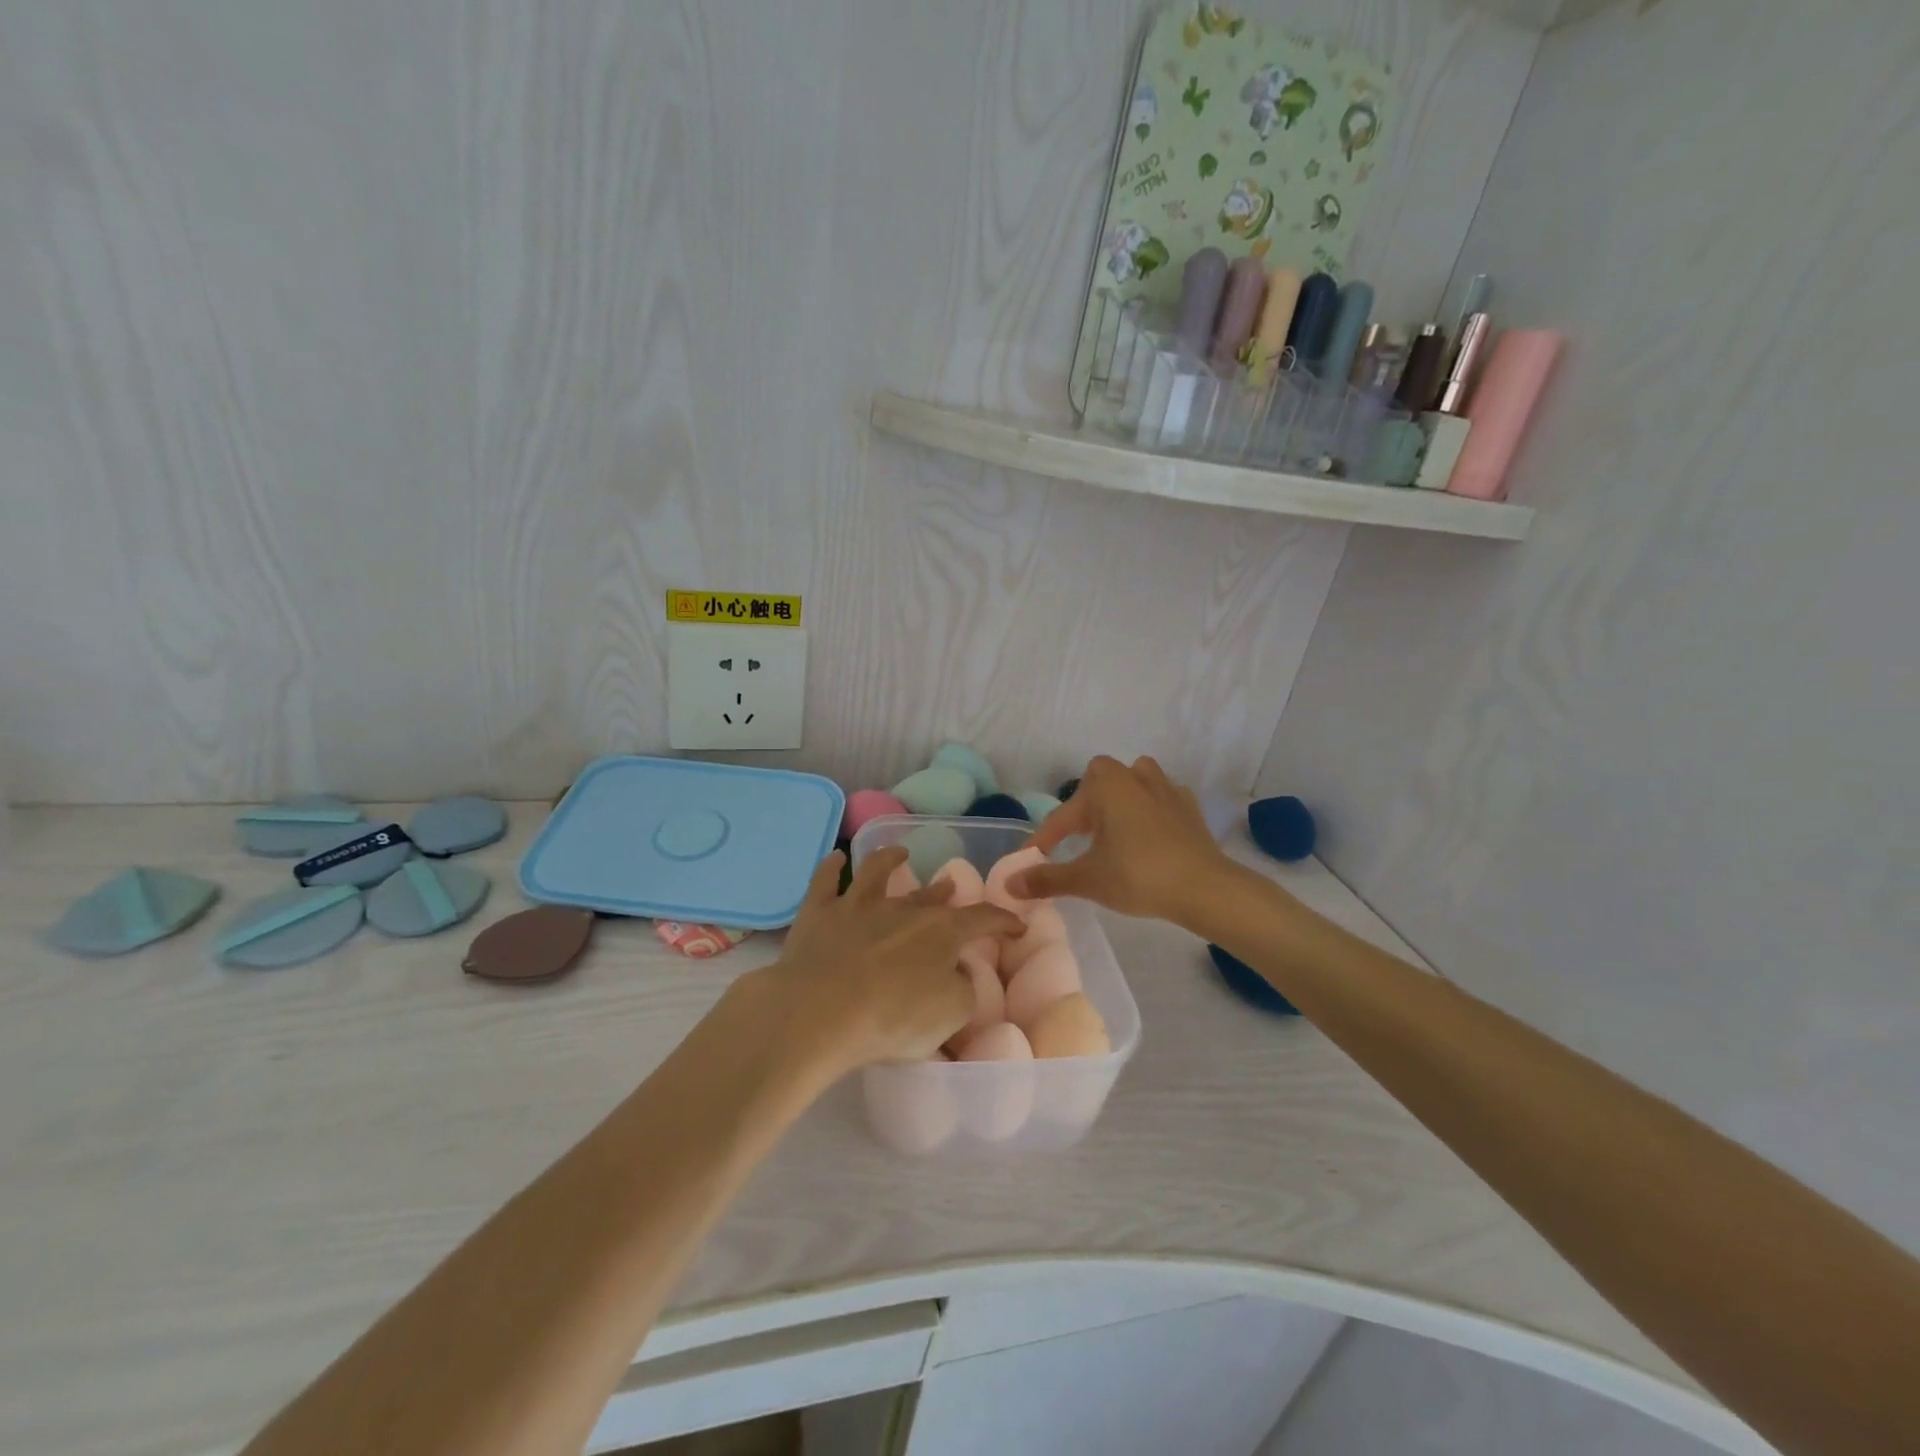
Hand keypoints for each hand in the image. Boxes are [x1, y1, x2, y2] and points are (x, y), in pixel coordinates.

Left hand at [757, 847, 1023, 1074]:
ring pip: (877, 871)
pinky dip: (832, 865)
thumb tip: (957, 973)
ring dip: (890, 859)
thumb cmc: (894, 1018)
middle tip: (950, 888)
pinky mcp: (819, 913)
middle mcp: (904, 909)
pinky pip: (825, 880)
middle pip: (930, 896)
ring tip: (899, 853)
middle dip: (944, 892)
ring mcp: (858, 905)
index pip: (983, 919)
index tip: (1017, 925)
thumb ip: (963, 990)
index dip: (1003, 921)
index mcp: (942, 932)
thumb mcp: (950, 1015)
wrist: (821, 1012)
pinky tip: (836, 856)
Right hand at [1008, 755, 1234, 926]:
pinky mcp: (1188, 806)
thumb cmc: (1138, 876)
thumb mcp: (1087, 879)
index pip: (1063, 815)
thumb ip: (1046, 879)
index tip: (1030, 861)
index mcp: (1105, 787)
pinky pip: (1160, 797)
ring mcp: (1165, 788)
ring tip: (1113, 827)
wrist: (1204, 888)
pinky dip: (1149, 809)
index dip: (1044, 840)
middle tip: (1079, 836)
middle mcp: (1133, 776)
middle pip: (1099, 779)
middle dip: (1086, 803)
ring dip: (1120, 797)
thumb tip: (1010, 884)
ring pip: (1135, 779)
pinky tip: (1147, 834)